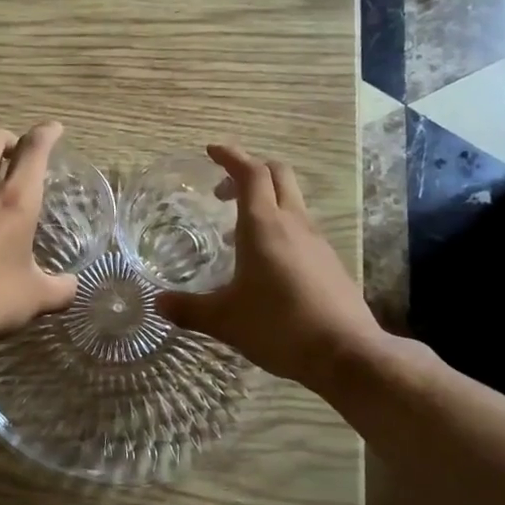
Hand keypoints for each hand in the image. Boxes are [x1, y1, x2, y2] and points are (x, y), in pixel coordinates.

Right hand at [155, 144, 389, 392]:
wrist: (345, 353)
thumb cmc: (278, 326)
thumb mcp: (225, 320)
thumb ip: (189, 308)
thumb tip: (158, 302)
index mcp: (264, 225)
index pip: (250, 173)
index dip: (231, 156)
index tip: (211, 151)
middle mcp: (293, 223)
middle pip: (277, 175)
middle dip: (250, 171)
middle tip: (222, 190)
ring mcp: (316, 241)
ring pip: (292, 201)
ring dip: (266, 200)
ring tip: (238, 230)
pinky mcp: (329, 262)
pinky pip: (301, 228)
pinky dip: (280, 226)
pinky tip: (266, 261)